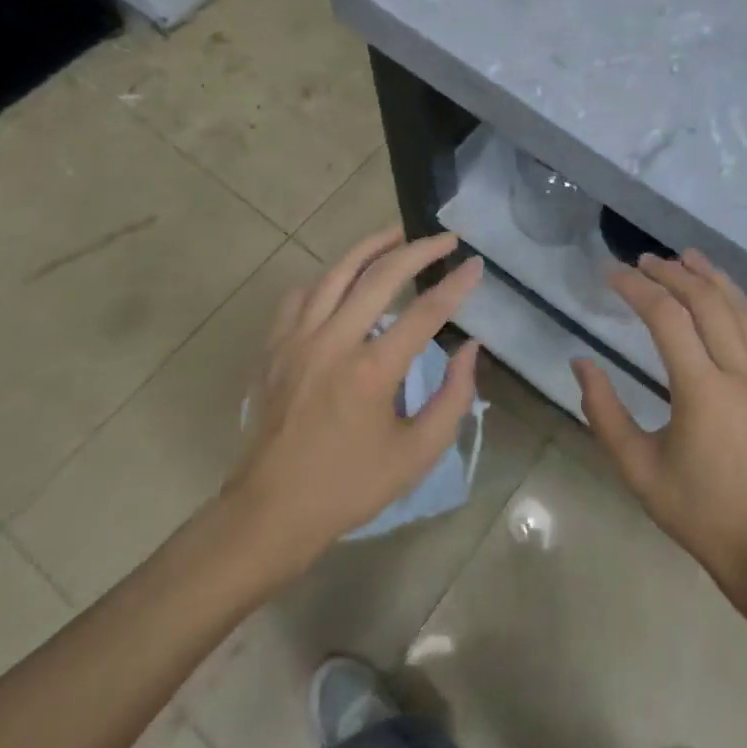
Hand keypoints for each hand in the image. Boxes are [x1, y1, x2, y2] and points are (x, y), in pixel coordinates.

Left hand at [221, 228, 482, 583]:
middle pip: (380, 276)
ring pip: (336, 273)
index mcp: (370, 371)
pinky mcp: (274, 348)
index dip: (456, 285)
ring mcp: (296, 340)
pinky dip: (328, 278)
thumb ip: (453, 398)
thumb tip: (470, 348)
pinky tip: (343, 279)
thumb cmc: (348, 487)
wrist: (269, 513)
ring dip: (371, 247)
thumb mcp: (416, 455)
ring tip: (398, 234)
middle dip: (419, 250)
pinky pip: (301, 295)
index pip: (424, 312)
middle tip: (446, 238)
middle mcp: (332, 342)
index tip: (476, 264)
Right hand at [573, 250, 746, 598]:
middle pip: (707, 302)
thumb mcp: (636, 468)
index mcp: (703, 392)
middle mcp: (741, 374)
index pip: (667, 319)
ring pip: (742, 309)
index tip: (612, 275)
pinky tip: (732, 298)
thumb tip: (580, 362)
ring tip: (687, 257)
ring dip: (712, 278)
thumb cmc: (694, 510)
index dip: (637, 289)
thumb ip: (603, 411)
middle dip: (673, 273)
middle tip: (644, 261)